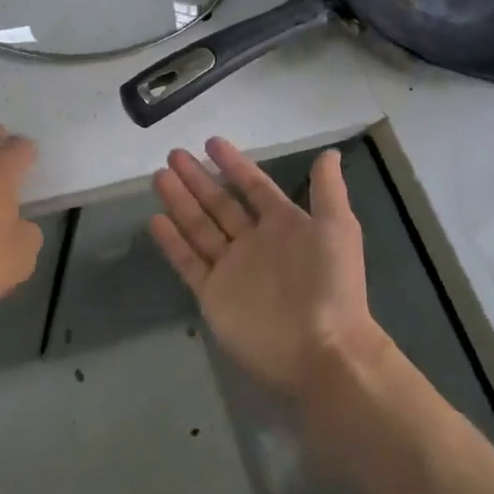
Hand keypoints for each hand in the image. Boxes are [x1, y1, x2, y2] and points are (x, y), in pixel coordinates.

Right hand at [149, 138, 385, 399]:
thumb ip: (328, 190)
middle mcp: (254, 243)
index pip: (253, 187)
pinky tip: (156, 219)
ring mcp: (232, 269)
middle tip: (173, 154)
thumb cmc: (331, 285)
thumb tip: (330, 152)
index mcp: (284, 225)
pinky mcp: (213, 295)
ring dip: (181, 202)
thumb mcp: (337, 229)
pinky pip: (189, 262)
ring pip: (200, 227)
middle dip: (198, 179)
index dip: (234, 164)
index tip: (210, 142)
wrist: (321, 351)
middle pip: (220, 203)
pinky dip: (173, 242)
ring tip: (160, 176)